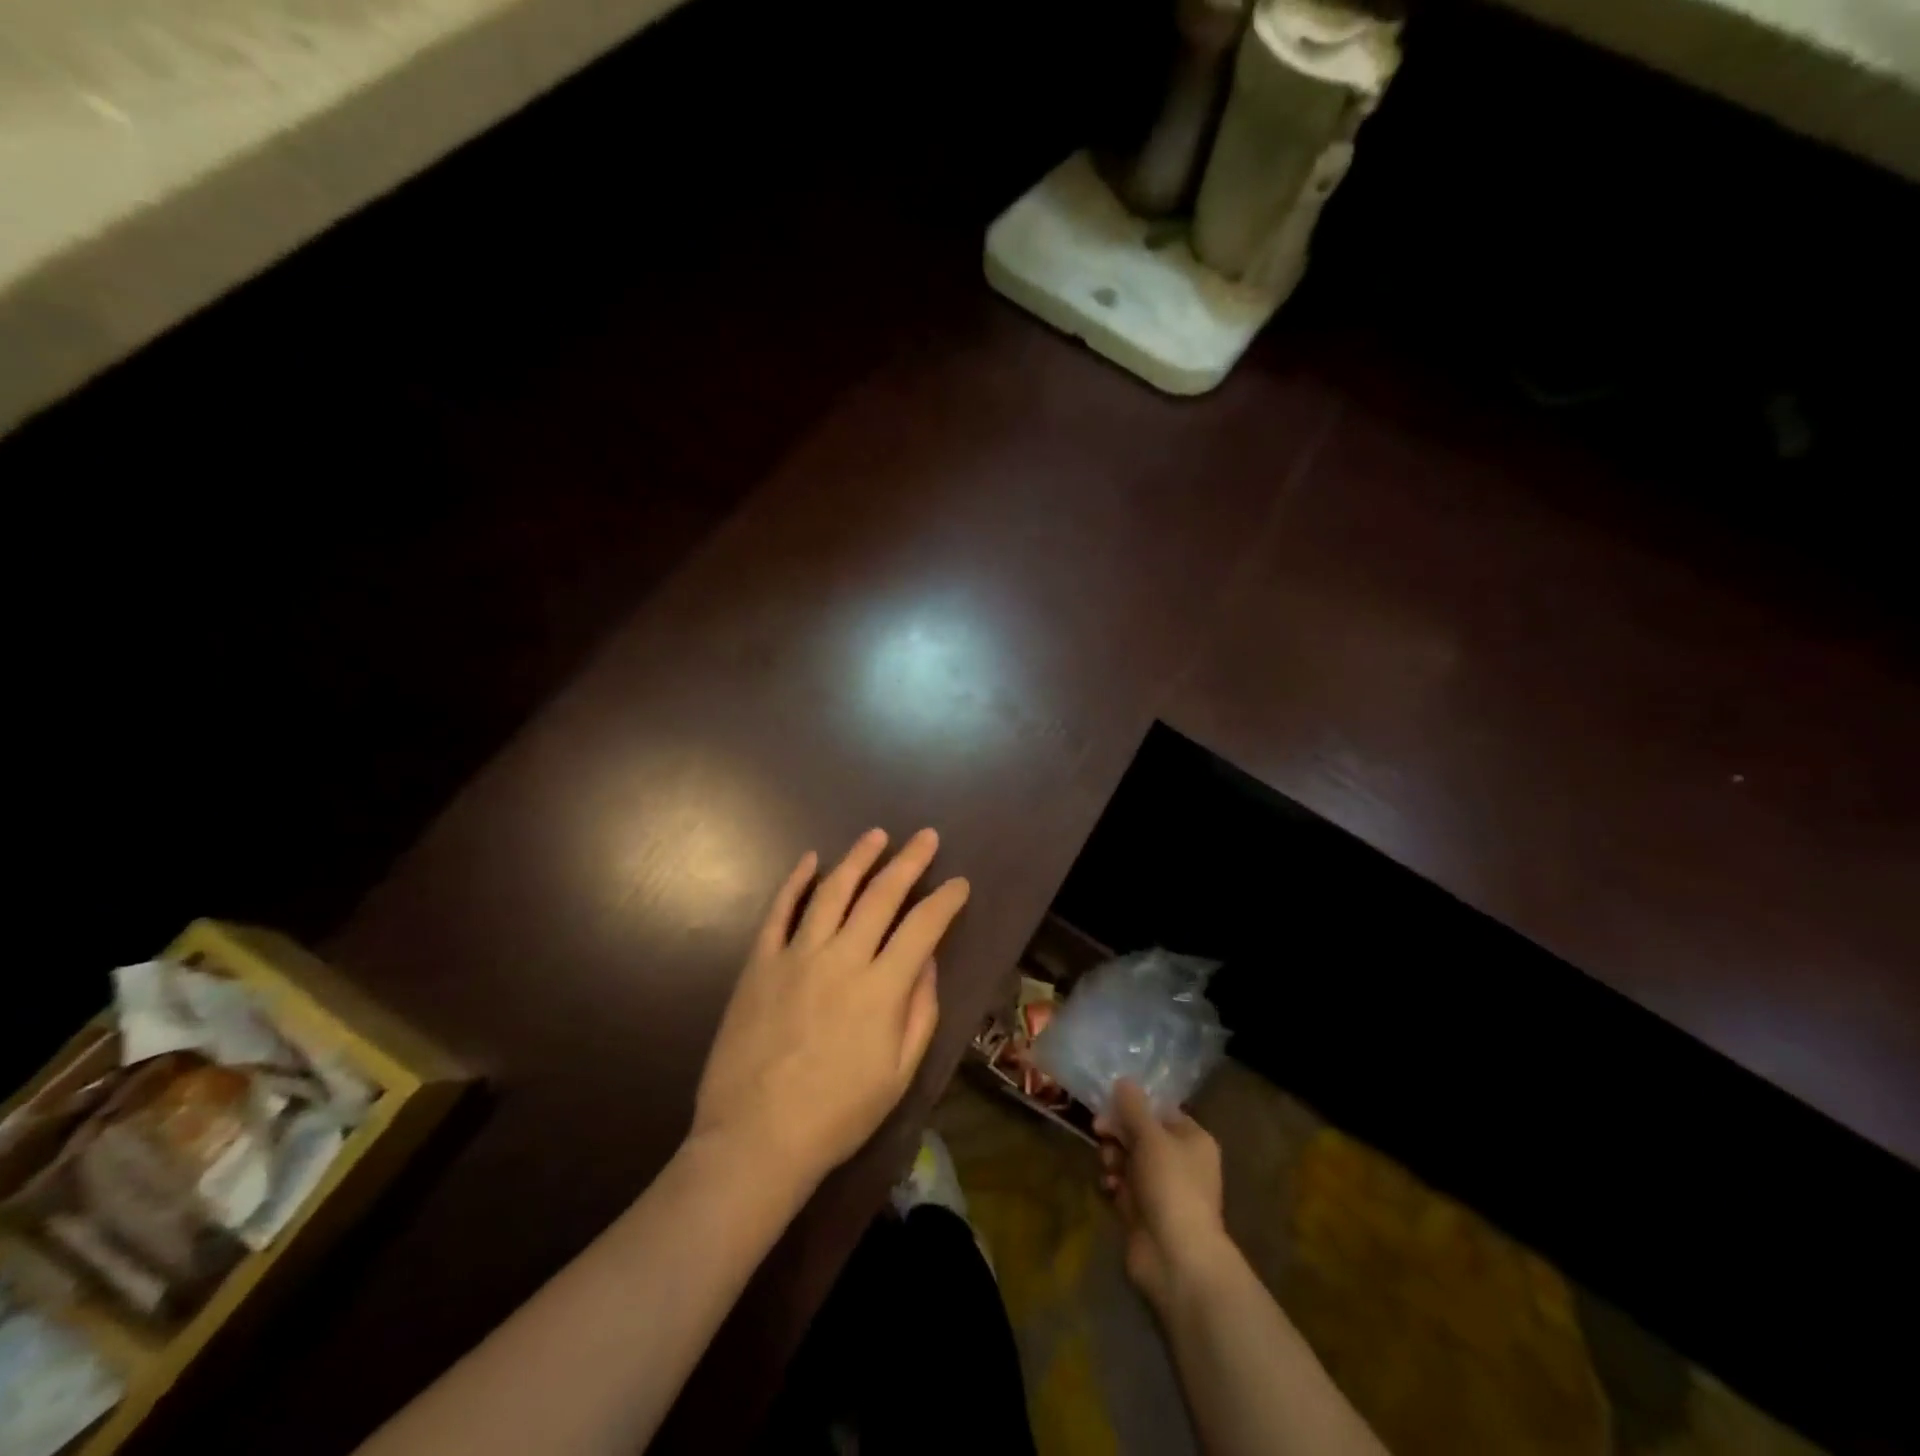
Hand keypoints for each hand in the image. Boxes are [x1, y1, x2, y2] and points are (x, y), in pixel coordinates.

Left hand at [692, 828, 969, 1193]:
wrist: (755, 1139)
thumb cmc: (837, 1115)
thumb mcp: (898, 1073)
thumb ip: (919, 1011)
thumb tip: (927, 960)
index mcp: (882, 988)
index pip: (923, 926)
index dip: (945, 900)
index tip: (959, 883)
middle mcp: (842, 958)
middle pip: (881, 896)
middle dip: (909, 862)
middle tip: (926, 836)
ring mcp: (796, 956)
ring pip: (832, 892)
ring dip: (858, 858)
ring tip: (877, 835)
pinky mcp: (759, 963)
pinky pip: (779, 911)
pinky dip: (795, 882)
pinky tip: (810, 861)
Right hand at [1096, 1079, 1230, 1310]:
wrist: (1176, 1258)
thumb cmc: (1171, 1185)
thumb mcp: (1151, 1136)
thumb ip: (1133, 1107)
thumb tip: (1124, 1081)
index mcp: (1192, 1139)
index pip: (1160, 1110)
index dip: (1134, 1105)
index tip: (1109, 1103)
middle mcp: (1179, 1161)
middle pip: (1141, 1133)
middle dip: (1118, 1131)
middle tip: (1099, 1131)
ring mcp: (1161, 1188)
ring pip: (1128, 1158)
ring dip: (1113, 1157)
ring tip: (1110, 1166)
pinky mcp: (1143, 1212)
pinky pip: (1122, 1185)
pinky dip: (1113, 1182)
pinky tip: (1109, 1186)